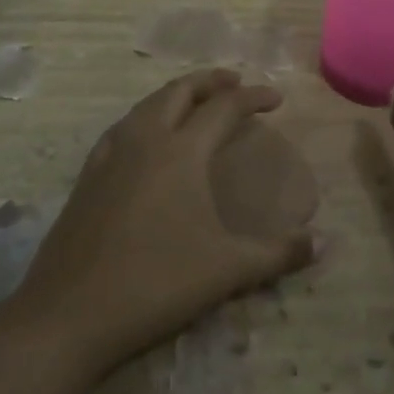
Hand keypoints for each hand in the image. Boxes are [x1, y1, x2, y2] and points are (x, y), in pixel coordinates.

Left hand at [13, 69, 314, 374]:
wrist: (70, 312)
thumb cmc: (156, 283)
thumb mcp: (227, 270)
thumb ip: (278, 253)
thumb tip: (323, 243)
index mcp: (181, 151)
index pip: (224, 107)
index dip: (254, 97)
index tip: (276, 99)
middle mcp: (145, 139)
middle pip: (180, 91)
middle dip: (211, 81)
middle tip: (235, 83)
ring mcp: (110, 154)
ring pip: (147, 104)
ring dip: (176, 94)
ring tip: (195, 102)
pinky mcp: (87, 175)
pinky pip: (122, 127)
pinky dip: (145, 117)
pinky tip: (145, 137)